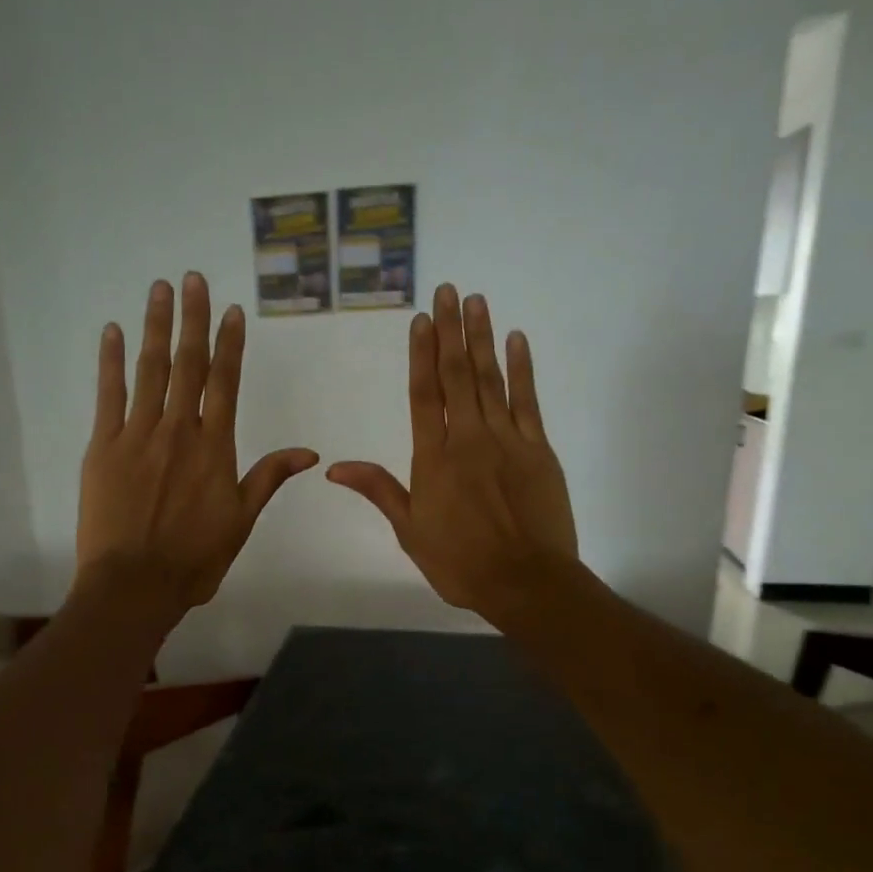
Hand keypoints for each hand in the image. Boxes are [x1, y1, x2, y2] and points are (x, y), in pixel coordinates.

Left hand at [77, 273, 317, 609]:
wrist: (135, 584)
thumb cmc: (194, 559)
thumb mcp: (242, 521)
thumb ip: (269, 478)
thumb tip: (309, 452)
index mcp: (214, 448)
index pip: (224, 383)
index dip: (229, 344)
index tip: (231, 310)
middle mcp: (178, 430)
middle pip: (188, 365)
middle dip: (192, 319)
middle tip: (193, 278)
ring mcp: (137, 435)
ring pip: (150, 370)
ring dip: (156, 327)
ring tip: (161, 290)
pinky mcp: (102, 447)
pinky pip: (108, 395)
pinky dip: (110, 362)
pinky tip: (113, 333)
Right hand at [328, 284, 576, 621]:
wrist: (525, 581)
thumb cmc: (460, 562)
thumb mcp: (409, 531)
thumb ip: (378, 491)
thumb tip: (334, 467)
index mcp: (433, 459)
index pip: (424, 395)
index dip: (421, 355)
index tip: (421, 319)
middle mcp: (468, 439)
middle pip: (457, 376)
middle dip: (451, 331)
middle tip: (448, 290)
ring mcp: (507, 440)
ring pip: (491, 380)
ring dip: (482, 338)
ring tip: (476, 301)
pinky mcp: (538, 449)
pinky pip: (528, 400)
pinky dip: (522, 369)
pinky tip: (517, 340)